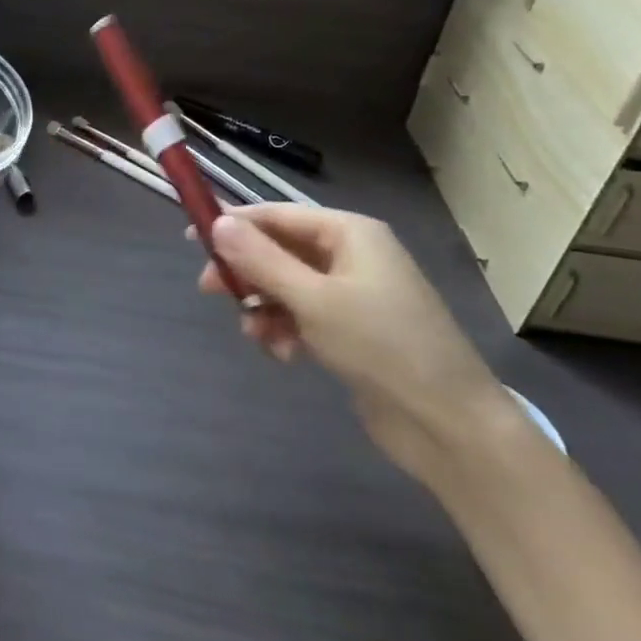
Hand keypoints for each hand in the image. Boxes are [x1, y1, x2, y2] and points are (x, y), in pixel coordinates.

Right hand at [198, 205, 507, 478]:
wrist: (449, 424)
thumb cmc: (381, 346)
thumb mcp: (313, 299)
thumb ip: (262, 260)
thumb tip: (218, 223)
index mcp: (350, 233)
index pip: (278, 215)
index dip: (235, 224)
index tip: (192, 239)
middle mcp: (352, 255)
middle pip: (282, 250)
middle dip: (248, 272)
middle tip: (210, 291)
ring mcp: (355, 294)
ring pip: (288, 286)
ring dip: (266, 307)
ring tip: (257, 336)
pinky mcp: (354, 331)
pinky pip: (305, 316)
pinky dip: (288, 330)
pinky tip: (285, 355)